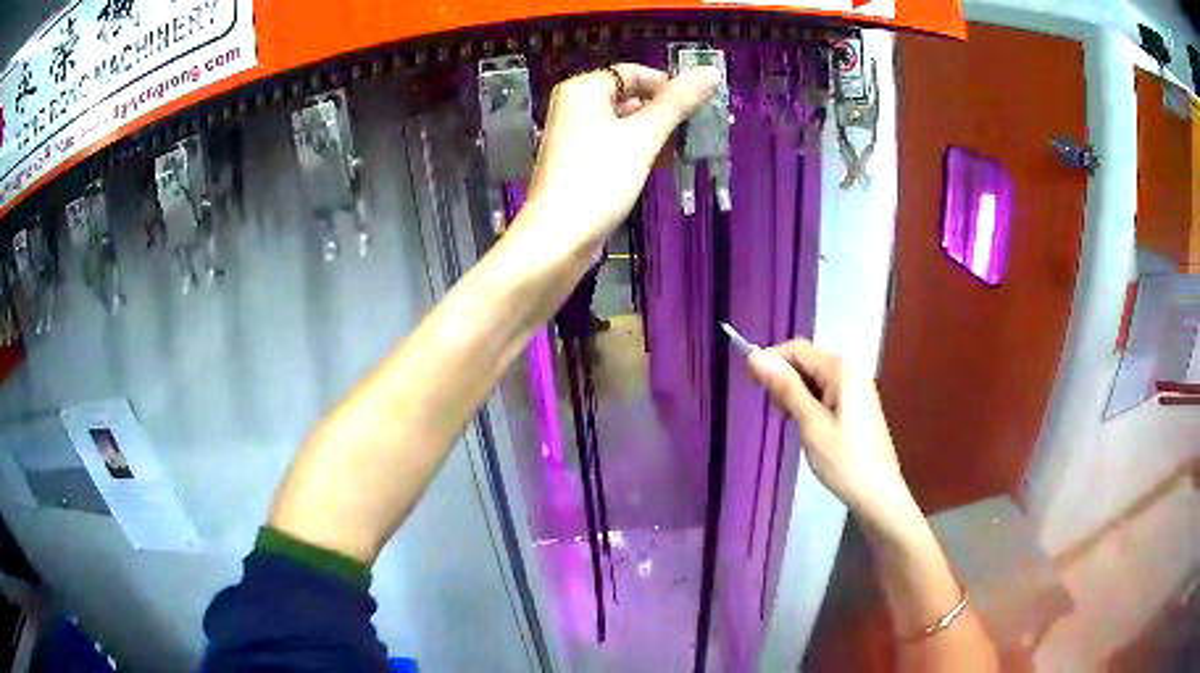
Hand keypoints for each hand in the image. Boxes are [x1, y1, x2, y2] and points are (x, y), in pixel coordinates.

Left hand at [521, 63, 719, 252]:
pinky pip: (616, 145)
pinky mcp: (581, 163)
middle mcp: (576, 107)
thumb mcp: (643, 137)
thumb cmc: (598, 179)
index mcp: (583, 90)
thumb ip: (677, 103)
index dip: (667, 85)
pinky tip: (663, 165)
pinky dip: (640, 150)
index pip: (633, 73)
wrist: (558, 238)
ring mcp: (576, 136)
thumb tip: (711, 72)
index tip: (698, 105)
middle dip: (665, 112)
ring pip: (625, 123)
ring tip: (688, 148)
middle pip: (630, 97)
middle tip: (699, 129)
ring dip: (656, 133)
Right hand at [747, 339, 914, 529]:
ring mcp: (857, 392)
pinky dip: (810, 402)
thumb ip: (786, 387)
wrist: (879, 495)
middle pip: (809, 361)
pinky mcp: (858, 409)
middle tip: (772, 409)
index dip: (771, 359)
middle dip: (784, 377)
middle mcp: (851, 374)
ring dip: (795, 391)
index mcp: (841, 373)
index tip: (750, 383)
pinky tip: (805, 425)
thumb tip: (755, 355)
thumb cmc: (844, 461)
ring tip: (787, 420)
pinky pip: (827, 394)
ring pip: (817, 379)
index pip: (799, 349)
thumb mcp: (811, 424)